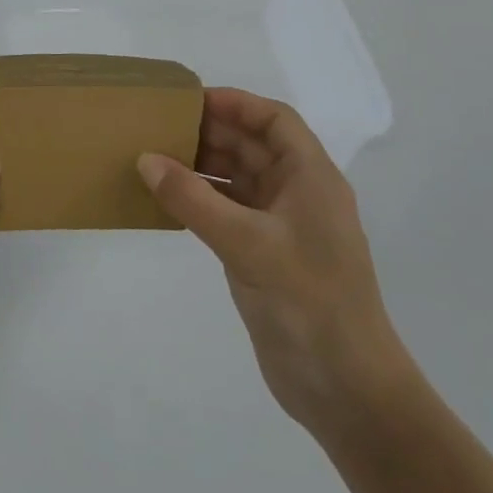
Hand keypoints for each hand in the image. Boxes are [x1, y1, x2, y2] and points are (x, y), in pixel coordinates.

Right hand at [138, 90, 416, 438]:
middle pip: (251, 145)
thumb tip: (145, 159)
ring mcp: (281, 226)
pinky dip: (198, 199)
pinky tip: (165, 198)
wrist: (347, 392)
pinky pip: (226, 210)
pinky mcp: (263, 255)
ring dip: (199, 165)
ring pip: (236, 177)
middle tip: (157, 126)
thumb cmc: (309, 303)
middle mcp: (298, 194)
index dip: (235, 103)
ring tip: (152, 157)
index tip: (187, 100)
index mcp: (312, 179)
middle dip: (208, 132)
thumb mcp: (247, 244)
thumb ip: (193, 200)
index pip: (274, 120)